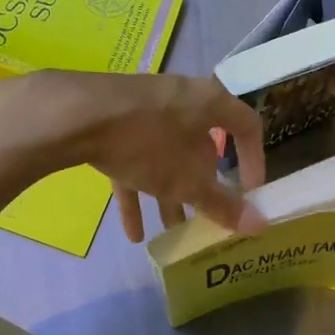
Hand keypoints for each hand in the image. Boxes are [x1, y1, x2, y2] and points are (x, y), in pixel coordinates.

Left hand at [0, 71, 267, 241]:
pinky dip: (136, 192)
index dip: (254, 160)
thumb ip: (222, 205)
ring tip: (170, 234)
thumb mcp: (186, 180)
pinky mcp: (113, 121)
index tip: (251, 191)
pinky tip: (131, 232)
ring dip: (169, 196)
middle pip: (201, 147)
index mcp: (208, 103)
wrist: (73, 115)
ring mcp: (144, 109)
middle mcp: (180, 100)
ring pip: (166, 157)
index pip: (247, 126)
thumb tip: (260, 226)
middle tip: (206, 219)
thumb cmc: (146, 142)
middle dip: (203, 188)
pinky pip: (133, 159)